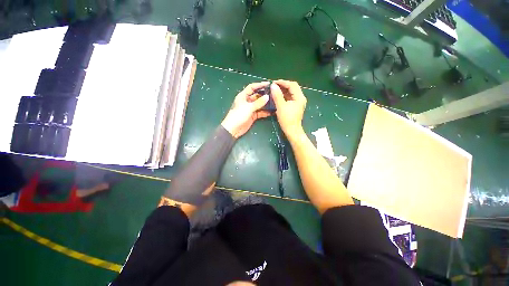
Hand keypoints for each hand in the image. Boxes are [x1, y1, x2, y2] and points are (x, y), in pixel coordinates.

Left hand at [221, 82, 270, 137]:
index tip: (269, 84)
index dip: (260, 84)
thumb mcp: (248, 108)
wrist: (233, 129)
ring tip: (275, 102)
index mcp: (243, 96)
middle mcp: (247, 101)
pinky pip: (260, 112)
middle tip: (274, 93)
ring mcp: (250, 109)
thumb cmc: (238, 115)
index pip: (252, 87)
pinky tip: (272, 111)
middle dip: (265, 94)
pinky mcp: (253, 116)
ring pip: (260, 104)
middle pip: (257, 95)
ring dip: (266, 104)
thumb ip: (258, 103)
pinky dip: (265, 112)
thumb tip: (267, 97)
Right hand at [271, 80, 306, 137]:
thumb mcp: (281, 106)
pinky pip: (290, 98)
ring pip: (291, 93)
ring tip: (274, 90)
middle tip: (273, 86)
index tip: (273, 82)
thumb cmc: (287, 119)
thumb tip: (273, 85)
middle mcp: (300, 98)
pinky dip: (284, 96)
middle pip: (292, 88)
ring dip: (283, 91)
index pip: (292, 85)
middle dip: (283, 86)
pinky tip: (277, 97)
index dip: (283, 82)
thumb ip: (277, 95)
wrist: (292, 131)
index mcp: (299, 97)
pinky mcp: (295, 106)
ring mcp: (298, 103)